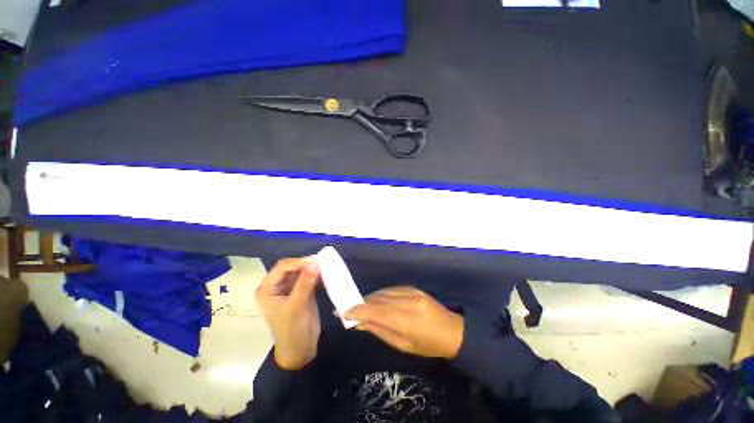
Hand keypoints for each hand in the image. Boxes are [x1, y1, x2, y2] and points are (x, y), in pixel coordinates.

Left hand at [255, 257, 320, 369]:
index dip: (297, 262)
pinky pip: (308, 278)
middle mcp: (276, 286)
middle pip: (291, 267)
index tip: (314, 260)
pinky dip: (316, 275)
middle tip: (321, 262)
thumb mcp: (297, 306)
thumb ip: (305, 283)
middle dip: (305, 264)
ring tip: (325, 265)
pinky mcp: (301, 291)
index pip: (282, 267)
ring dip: (311, 268)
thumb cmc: (292, 330)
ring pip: (301, 271)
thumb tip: (315, 262)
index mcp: (267, 289)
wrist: (300, 349)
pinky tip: (325, 274)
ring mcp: (289, 288)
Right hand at [345, 286, 463, 358]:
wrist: (452, 330)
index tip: (342, 312)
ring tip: (362, 306)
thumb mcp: (402, 344)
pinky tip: (377, 301)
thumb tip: (359, 323)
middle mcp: (405, 300)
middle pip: (377, 298)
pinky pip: (391, 289)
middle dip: (361, 303)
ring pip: (382, 292)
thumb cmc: (428, 345)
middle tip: (349, 310)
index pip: (374, 310)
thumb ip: (380, 330)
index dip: (357, 309)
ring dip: (370, 299)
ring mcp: (410, 291)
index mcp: (404, 318)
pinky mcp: (412, 287)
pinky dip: (381, 295)